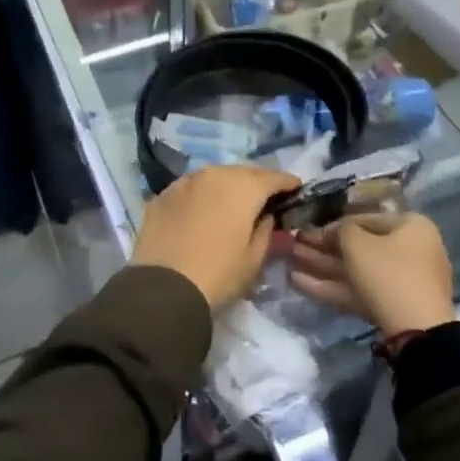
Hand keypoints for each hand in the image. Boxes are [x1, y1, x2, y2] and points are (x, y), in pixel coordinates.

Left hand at [132, 165, 300, 312]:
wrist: (163, 288)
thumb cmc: (218, 275)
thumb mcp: (254, 259)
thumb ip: (265, 230)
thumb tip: (266, 216)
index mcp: (243, 188)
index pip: (273, 177)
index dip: (287, 183)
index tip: (296, 189)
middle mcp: (214, 175)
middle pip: (243, 172)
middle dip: (257, 182)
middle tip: (265, 197)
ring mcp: (185, 182)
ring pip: (214, 176)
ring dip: (227, 185)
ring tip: (233, 202)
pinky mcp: (162, 195)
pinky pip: (191, 188)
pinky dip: (202, 194)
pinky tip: (202, 209)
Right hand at [288, 213, 454, 335]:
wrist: (416, 329)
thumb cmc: (387, 273)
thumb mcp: (357, 243)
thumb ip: (340, 230)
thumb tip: (336, 231)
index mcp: (410, 226)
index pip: (365, 219)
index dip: (332, 224)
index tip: (307, 231)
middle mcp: (410, 250)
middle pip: (359, 246)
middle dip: (323, 247)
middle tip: (294, 245)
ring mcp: (402, 281)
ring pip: (356, 270)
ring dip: (322, 266)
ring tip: (289, 262)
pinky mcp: (392, 306)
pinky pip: (359, 290)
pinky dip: (331, 286)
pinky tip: (298, 282)